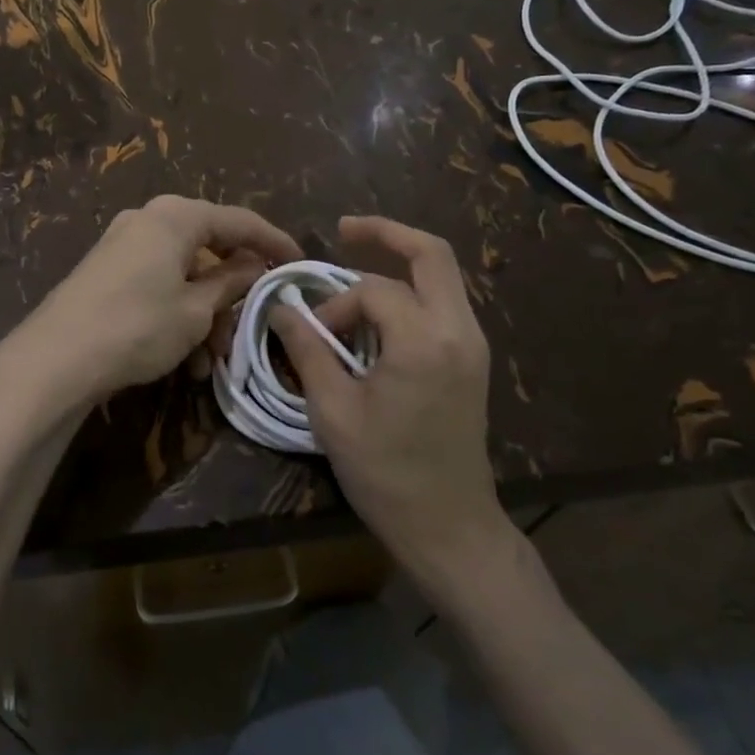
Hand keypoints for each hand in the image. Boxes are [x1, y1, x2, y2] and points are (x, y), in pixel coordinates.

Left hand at [4, 195, 301, 406]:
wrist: (56, 358)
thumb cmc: (138, 326)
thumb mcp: (196, 310)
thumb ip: (232, 282)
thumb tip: (256, 267)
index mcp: (176, 216)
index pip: (240, 221)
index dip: (274, 242)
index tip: (300, 263)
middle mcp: (148, 220)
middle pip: (209, 250)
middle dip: (231, 295)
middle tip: (247, 329)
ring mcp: (123, 245)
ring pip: (183, 275)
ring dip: (204, 315)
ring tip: (210, 363)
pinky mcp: (106, 272)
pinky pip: (157, 285)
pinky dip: (177, 315)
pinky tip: (184, 359)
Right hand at [270, 216, 507, 576]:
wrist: (447, 525)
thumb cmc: (385, 471)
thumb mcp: (333, 410)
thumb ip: (306, 349)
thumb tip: (281, 308)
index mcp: (425, 341)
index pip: (374, 290)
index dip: (335, 304)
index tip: (312, 335)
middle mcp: (459, 331)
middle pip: (432, 254)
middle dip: (386, 233)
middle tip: (343, 229)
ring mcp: (472, 344)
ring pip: (441, 277)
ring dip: (398, 267)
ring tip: (353, 275)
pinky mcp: (472, 360)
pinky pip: (443, 304)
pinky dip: (411, 293)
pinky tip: (378, 314)